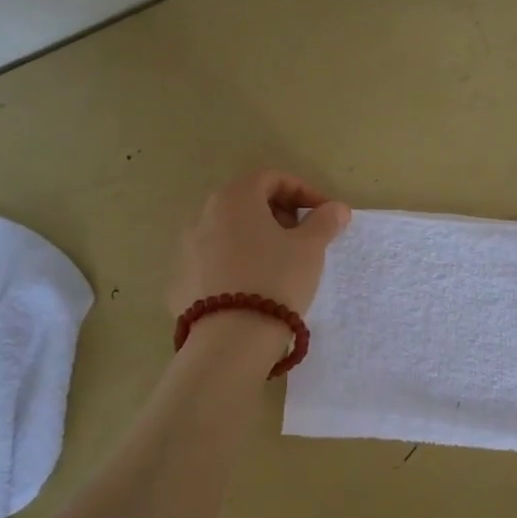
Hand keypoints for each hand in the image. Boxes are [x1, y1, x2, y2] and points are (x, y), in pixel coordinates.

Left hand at [168, 170, 351, 321]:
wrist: (231, 339)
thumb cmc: (276, 279)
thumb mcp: (310, 249)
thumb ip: (324, 222)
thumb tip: (337, 208)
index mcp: (234, 198)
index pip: (271, 178)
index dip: (303, 191)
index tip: (323, 214)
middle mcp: (203, 214)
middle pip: (246, 202)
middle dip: (278, 214)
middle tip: (303, 237)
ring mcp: (185, 248)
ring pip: (228, 232)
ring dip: (255, 239)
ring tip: (279, 264)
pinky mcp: (179, 280)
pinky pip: (214, 261)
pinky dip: (235, 264)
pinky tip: (253, 287)